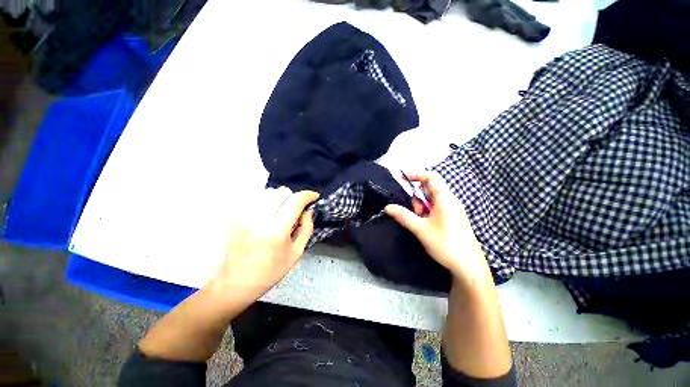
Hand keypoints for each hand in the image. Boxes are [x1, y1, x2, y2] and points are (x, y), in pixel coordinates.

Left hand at [208, 188, 318, 299]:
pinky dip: (266, 199)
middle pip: (282, 192)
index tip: (313, 196)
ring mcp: (244, 216)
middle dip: (293, 198)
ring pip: (269, 191)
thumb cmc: (270, 271)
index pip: (295, 201)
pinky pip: (255, 196)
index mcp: (276, 231)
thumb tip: (309, 210)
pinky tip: (268, 211)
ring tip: (281, 211)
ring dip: (280, 198)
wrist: (236, 282)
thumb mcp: (296, 252)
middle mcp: (258, 219)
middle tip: (295, 210)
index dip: (307, 195)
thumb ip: (307, 228)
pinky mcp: (235, 215)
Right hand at [385, 172, 489, 286]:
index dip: (415, 174)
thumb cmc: (445, 244)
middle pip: (430, 188)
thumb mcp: (420, 229)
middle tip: (413, 212)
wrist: (468, 266)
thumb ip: (403, 216)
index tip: (401, 178)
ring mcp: (453, 209)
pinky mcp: (453, 218)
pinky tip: (426, 225)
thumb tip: (387, 207)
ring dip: (422, 206)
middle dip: (417, 197)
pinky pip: (437, 207)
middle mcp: (450, 200)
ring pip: (432, 199)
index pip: (431, 177)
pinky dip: (427, 212)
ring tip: (420, 222)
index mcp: (445, 199)